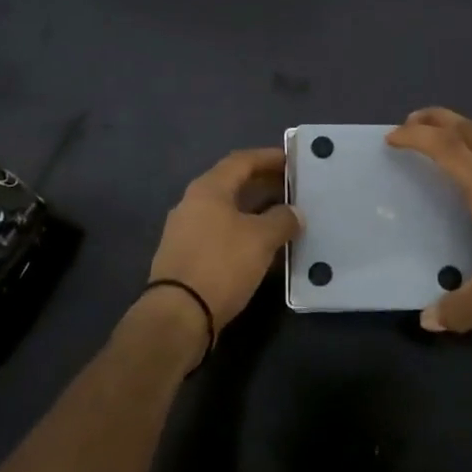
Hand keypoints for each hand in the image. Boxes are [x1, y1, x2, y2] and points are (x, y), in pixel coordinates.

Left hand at [143, 147, 299, 342]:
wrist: (178, 314)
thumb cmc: (221, 264)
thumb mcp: (261, 239)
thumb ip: (282, 220)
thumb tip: (294, 212)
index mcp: (208, 188)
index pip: (241, 160)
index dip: (268, 157)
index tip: (292, 160)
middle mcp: (192, 202)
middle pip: (231, 183)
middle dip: (262, 183)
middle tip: (291, 187)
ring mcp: (184, 230)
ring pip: (225, 210)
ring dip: (253, 209)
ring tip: (280, 217)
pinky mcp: (184, 255)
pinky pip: (219, 232)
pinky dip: (241, 231)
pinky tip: (259, 245)